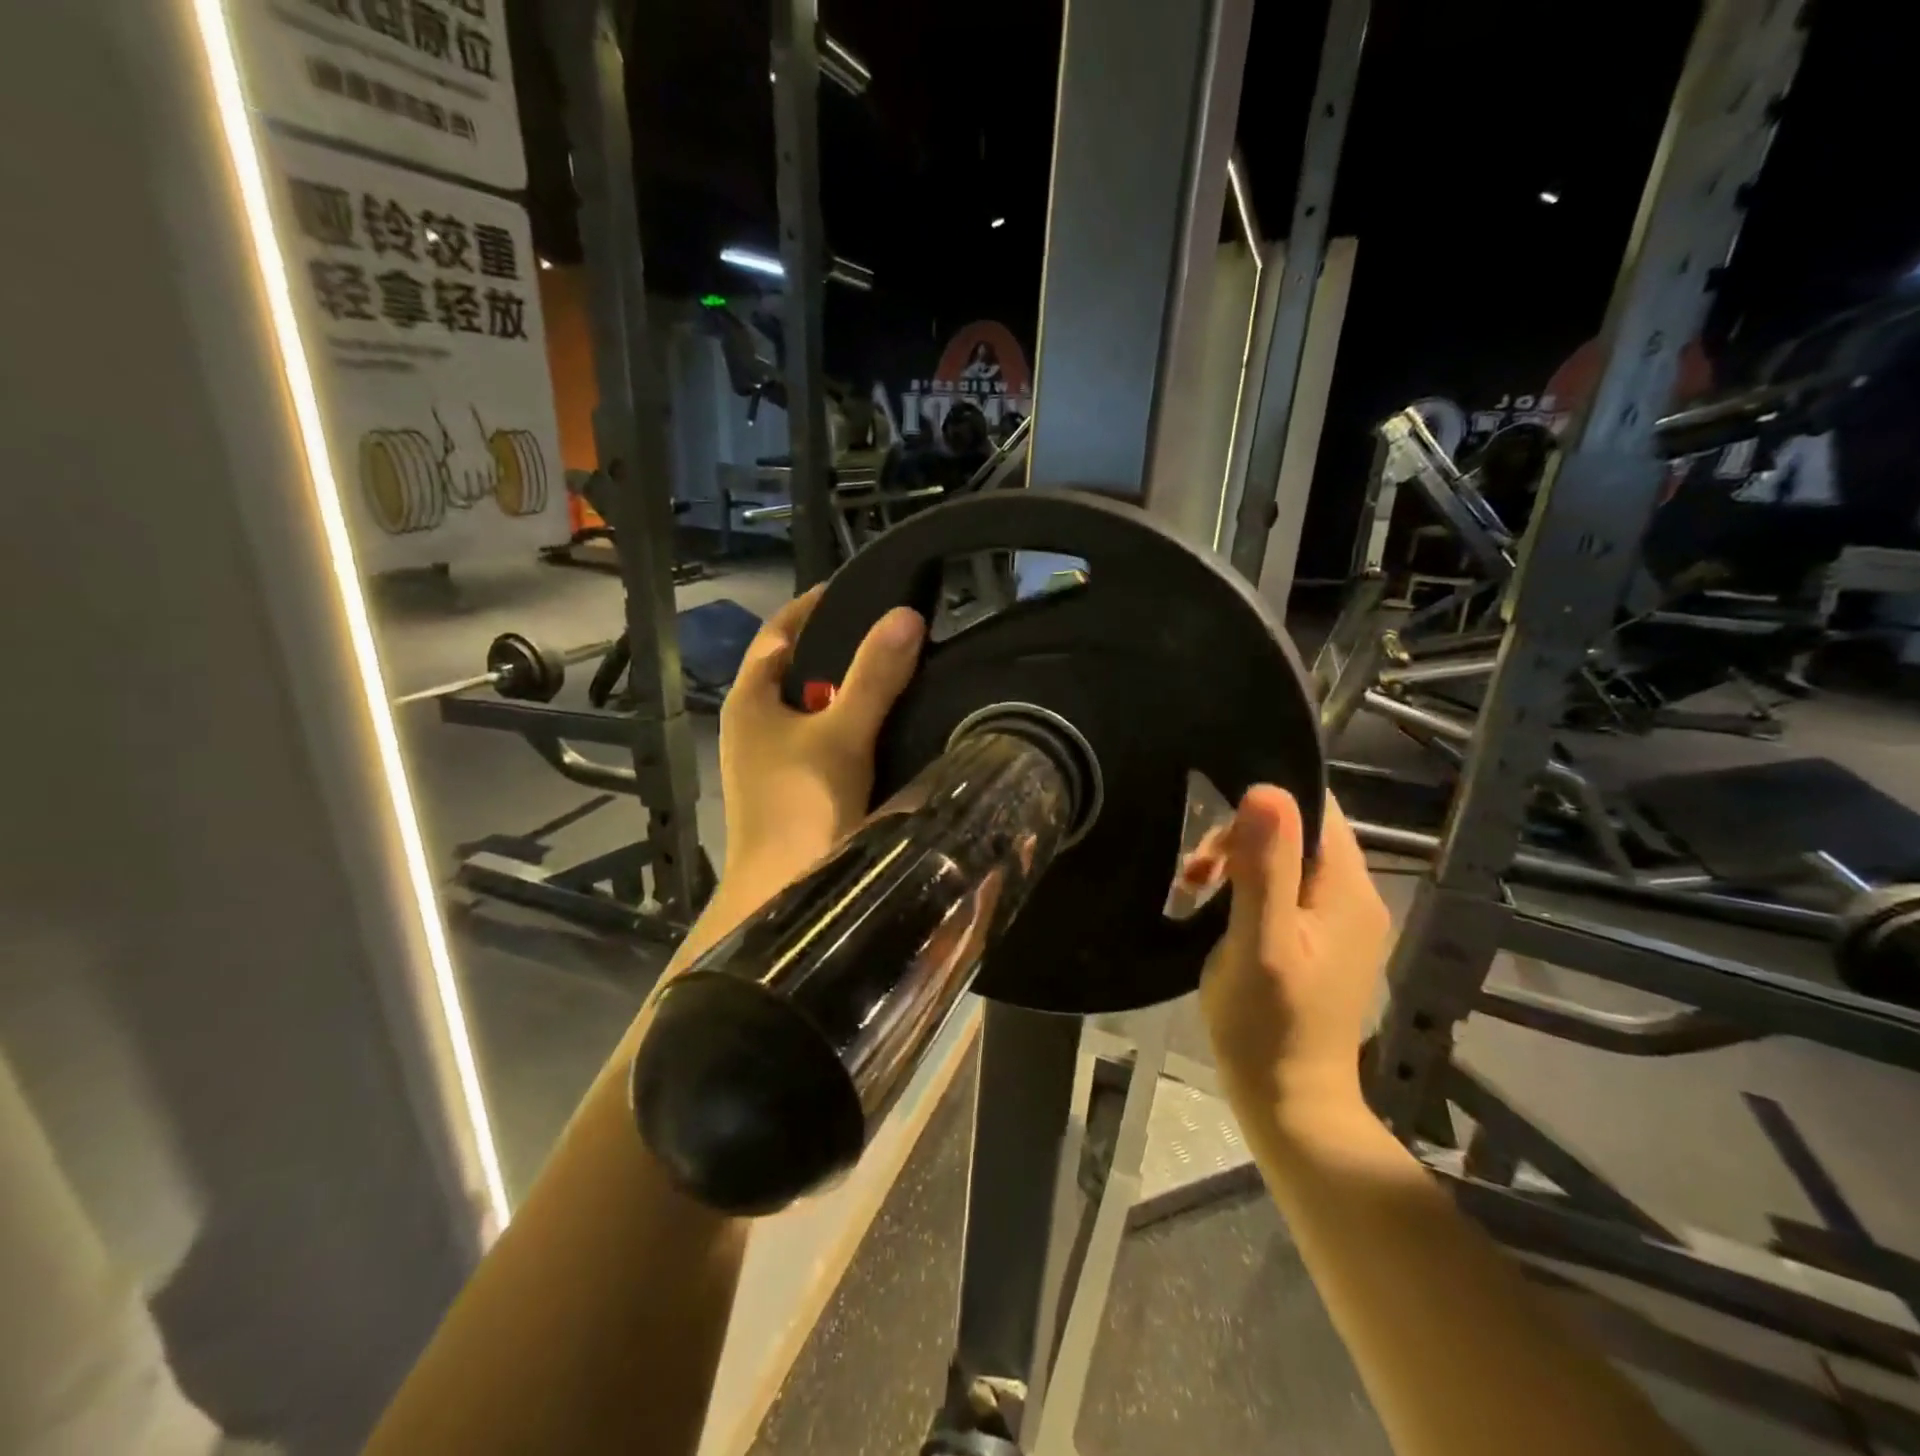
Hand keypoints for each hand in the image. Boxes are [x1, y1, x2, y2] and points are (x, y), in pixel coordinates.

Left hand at [717, 586, 925, 887]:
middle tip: (894, 633)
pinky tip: (888, 732)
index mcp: (750, 700)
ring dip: (849, 692)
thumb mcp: (842, 734)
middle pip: (797, 670)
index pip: (778, 633)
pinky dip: (852, 728)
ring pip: (814, 710)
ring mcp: (770, 762)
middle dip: (840, 650)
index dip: (814, 606)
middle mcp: (753, 725)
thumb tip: (906, 615)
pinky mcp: (792, 791)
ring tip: (900, 674)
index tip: (858, 589)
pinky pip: (825, 742)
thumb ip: (874, 676)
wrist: (780, 898)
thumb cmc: (802, 806)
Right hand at [1195, 787, 1391, 1113]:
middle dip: (1242, 839)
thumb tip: (1267, 789)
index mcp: (1348, 890)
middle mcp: (1354, 897)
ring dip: (1238, 864)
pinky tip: (1214, 909)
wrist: (1289, 1103)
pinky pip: (1283, 890)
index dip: (1264, 806)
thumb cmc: (1268, 1024)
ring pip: (1286, 860)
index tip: (1215, 834)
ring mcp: (1337, 922)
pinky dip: (1245, 889)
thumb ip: (1265, 867)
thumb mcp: (1259, 942)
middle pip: (1297, 833)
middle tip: (1196, 872)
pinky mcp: (1318, 943)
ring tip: (1195, 889)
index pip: (1316, 810)